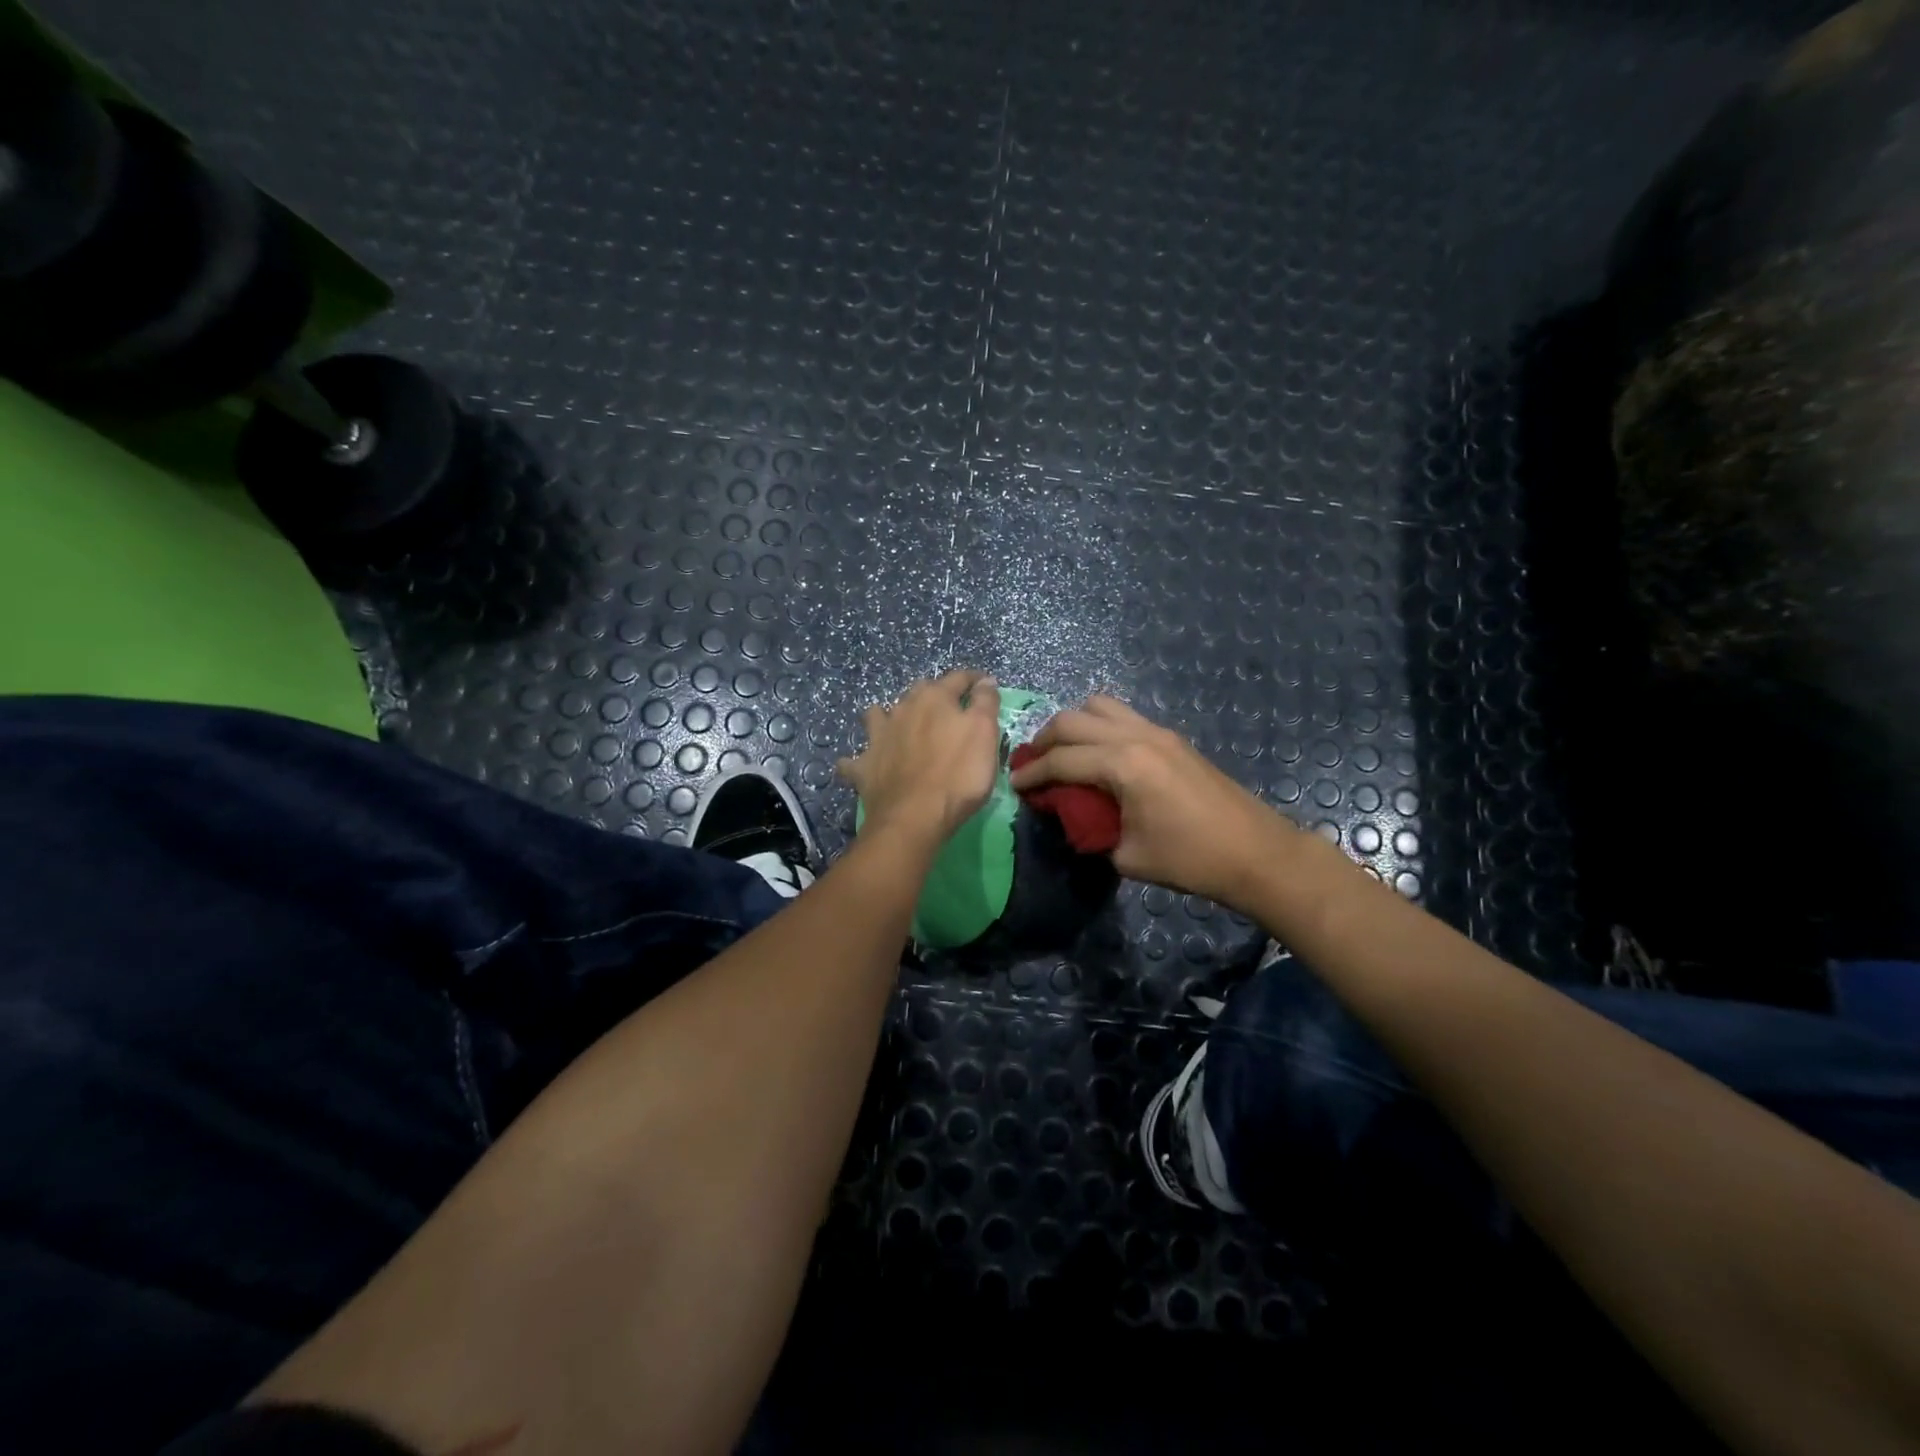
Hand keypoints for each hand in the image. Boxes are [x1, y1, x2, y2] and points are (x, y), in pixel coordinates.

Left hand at [838, 671, 1002, 844]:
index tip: (985, 684)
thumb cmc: (958, 774)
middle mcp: (902, 709)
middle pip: (918, 692)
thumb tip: (984, 681)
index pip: (958, 678)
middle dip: (933, 694)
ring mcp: (878, 737)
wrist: (914, 817)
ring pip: (878, 715)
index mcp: (934, 698)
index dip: (974, 680)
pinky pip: (853, 760)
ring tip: (898, 726)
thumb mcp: (985, 734)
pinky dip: (856, 761)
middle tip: (947, 709)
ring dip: (887, 716)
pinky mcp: (864, 767)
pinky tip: (861, 765)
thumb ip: (985, 703)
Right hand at [1008, 695, 1293, 906]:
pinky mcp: (1172, 737)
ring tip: (1063, 752)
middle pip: (1072, 720)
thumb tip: (1071, 815)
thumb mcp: (1126, 855)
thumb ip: (1089, 829)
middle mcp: (1136, 736)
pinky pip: (1123, 715)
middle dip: (1044, 740)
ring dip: (1073, 724)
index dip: (1031, 773)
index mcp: (1123, 764)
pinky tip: (1097, 755)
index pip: (1061, 760)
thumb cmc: (1189, 859)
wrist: (1255, 852)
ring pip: (1099, 705)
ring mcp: (1157, 731)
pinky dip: (1099, 726)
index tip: (1013, 784)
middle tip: (1031, 765)